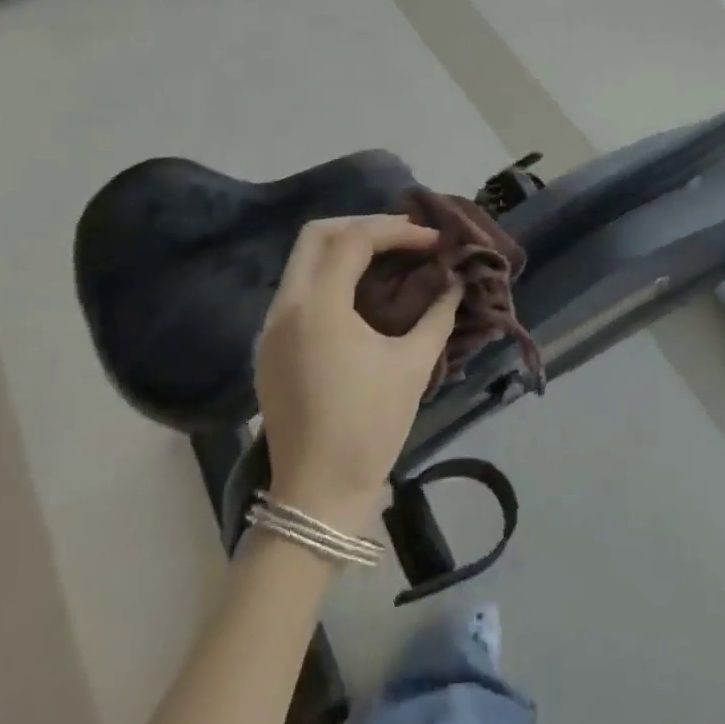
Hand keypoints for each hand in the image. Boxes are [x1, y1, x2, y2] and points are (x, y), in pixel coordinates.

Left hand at [255, 215, 462, 533]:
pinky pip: (297, 290)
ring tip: (387, 259)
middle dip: (362, 225)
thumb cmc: (369, 427)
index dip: (398, 231)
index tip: (432, 241)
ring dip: (343, 248)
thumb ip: (438, 314)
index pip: (355, 239)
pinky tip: (360, 293)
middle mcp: (286, 307)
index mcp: (319, 306)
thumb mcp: (413, 365)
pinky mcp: (269, 348)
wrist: (316, 498)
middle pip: (316, 235)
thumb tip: (455, 282)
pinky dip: (329, 275)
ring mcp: (271, 328)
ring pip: (302, 261)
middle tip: (403, 238)